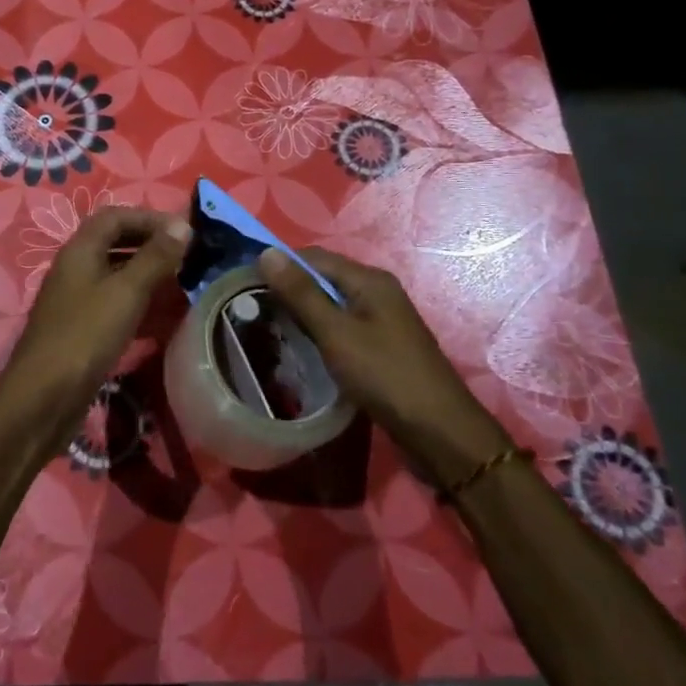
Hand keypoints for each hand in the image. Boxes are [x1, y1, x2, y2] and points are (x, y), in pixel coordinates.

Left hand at [0, 207, 190, 445]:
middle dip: (151, 245)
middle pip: (115, 243)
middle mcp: (75, 269)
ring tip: (182, 284)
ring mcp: (76, 301)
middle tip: (187, 256)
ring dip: (148, 275)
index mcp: (80, 250)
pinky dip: (140, 304)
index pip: (114, 217)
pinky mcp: (82, 330)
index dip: (149, 218)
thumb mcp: (127, 292)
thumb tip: (183, 225)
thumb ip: (155, 257)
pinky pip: (114, 305)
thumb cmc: (86, 335)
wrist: (44, 397)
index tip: (183, 231)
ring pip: (116, 276)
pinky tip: (164, 317)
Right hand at [257, 246, 508, 473]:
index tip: (245, 284)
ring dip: (303, 313)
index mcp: (369, 280)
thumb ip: (301, 293)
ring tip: (269, 328)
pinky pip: (342, 328)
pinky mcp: (382, 347)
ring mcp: (382, 321)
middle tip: (252, 309)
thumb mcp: (336, 332)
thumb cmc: (385, 375)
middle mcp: (377, 292)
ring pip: (332, 306)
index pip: (314, 257)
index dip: (280, 265)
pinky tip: (301, 349)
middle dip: (289, 290)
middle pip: (323, 279)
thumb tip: (266, 253)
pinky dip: (320, 333)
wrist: (440, 432)